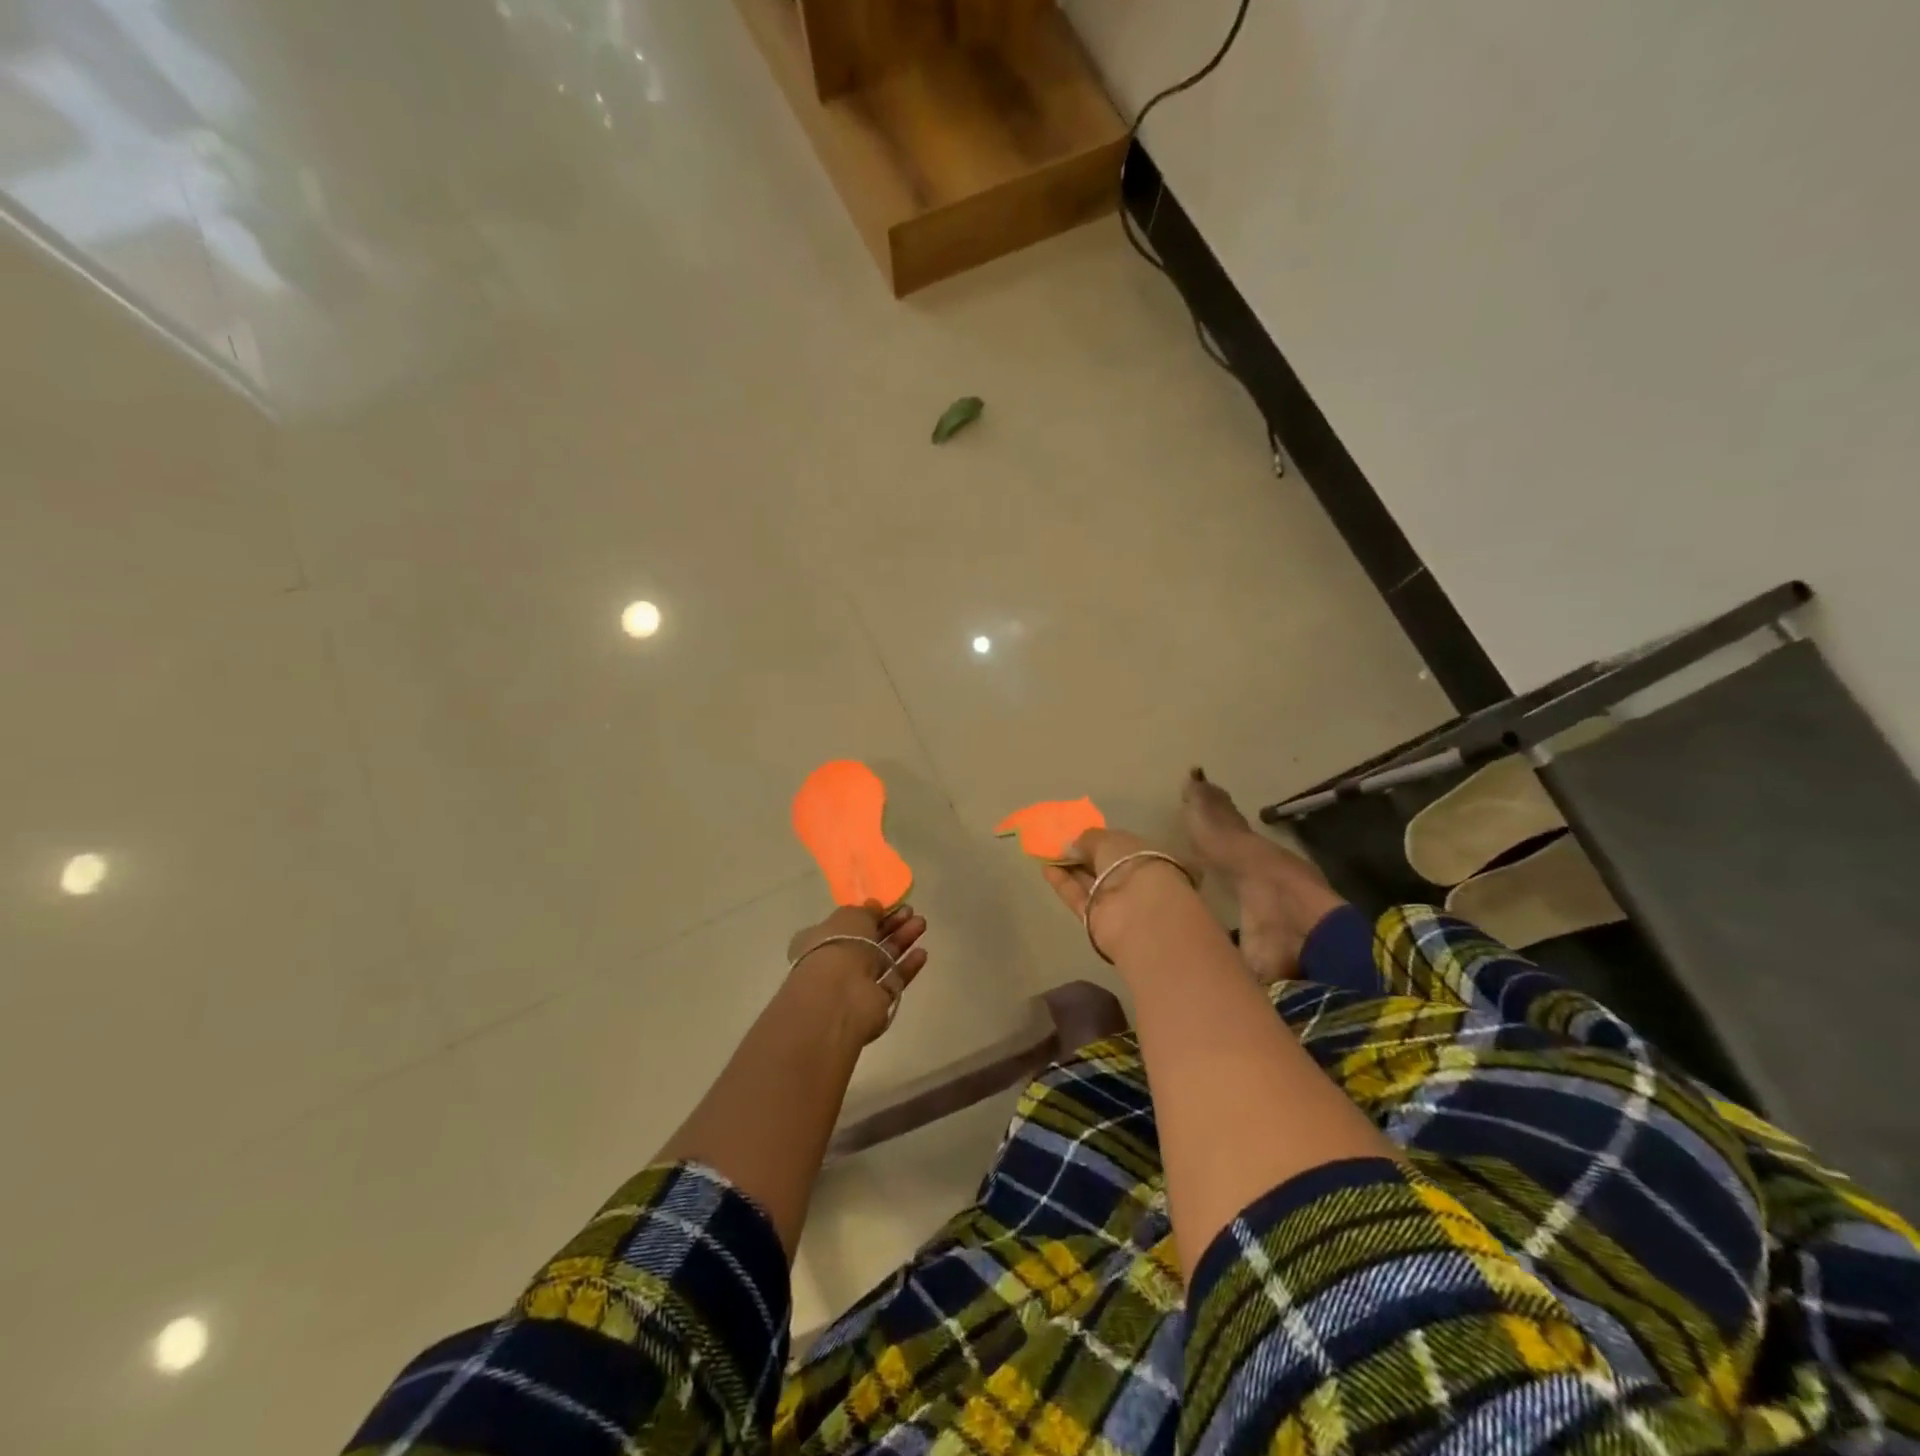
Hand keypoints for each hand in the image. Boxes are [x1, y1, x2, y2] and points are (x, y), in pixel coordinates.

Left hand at [785, 901, 929, 1043]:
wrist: (841, 996)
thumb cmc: (839, 946)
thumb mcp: (852, 916)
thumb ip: (866, 911)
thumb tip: (875, 907)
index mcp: (821, 939)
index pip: (847, 924)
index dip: (869, 914)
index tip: (890, 904)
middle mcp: (837, 961)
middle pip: (869, 940)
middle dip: (891, 925)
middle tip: (911, 911)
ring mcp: (856, 983)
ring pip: (883, 959)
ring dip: (902, 940)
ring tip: (921, 924)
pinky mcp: (875, 1002)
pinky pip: (893, 980)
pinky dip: (907, 967)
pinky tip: (922, 952)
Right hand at [1043, 828, 1200, 960]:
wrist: (1136, 912)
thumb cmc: (1129, 864)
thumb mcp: (1107, 840)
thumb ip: (1088, 839)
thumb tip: (1072, 846)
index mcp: (1143, 855)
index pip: (1118, 846)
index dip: (1098, 840)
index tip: (1077, 835)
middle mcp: (1131, 878)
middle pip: (1102, 866)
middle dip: (1082, 856)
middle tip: (1058, 844)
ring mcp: (1114, 901)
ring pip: (1089, 882)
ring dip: (1070, 869)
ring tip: (1046, 854)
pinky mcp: (1095, 919)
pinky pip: (1077, 897)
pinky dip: (1063, 884)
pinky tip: (1046, 869)